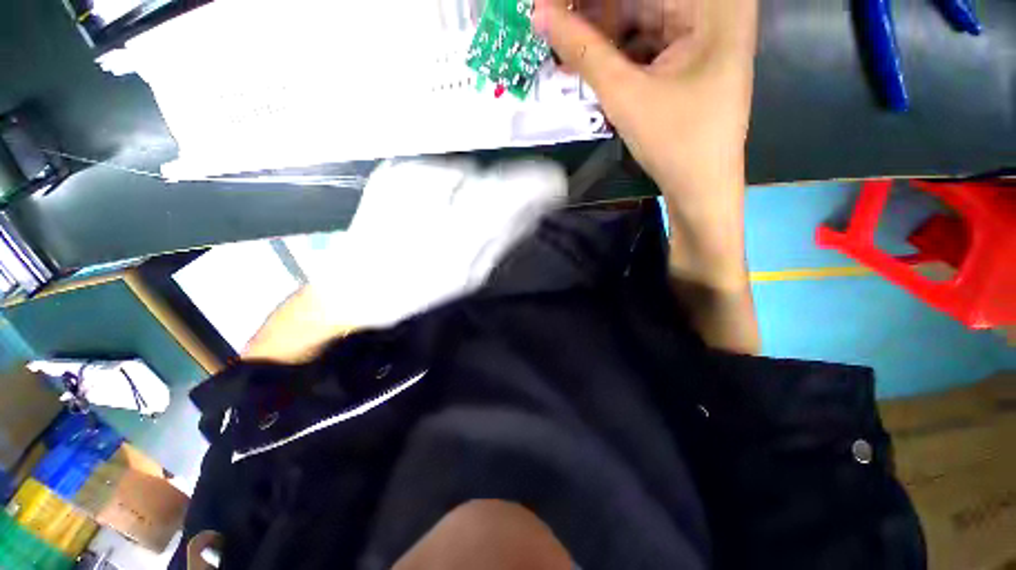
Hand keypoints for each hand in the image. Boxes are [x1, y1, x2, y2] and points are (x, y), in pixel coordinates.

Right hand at [534, 0, 757, 288]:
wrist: (700, 188)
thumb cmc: (673, 141)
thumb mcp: (624, 93)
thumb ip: (582, 50)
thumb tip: (540, 13)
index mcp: (714, 4)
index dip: (592, 2)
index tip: (556, 7)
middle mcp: (714, 9)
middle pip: (641, 2)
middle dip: (594, 17)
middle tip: (554, 26)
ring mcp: (704, 35)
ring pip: (640, 20)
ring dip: (600, 38)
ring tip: (563, 52)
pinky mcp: (691, 59)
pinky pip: (646, 44)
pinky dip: (616, 55)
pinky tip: (587, 66)